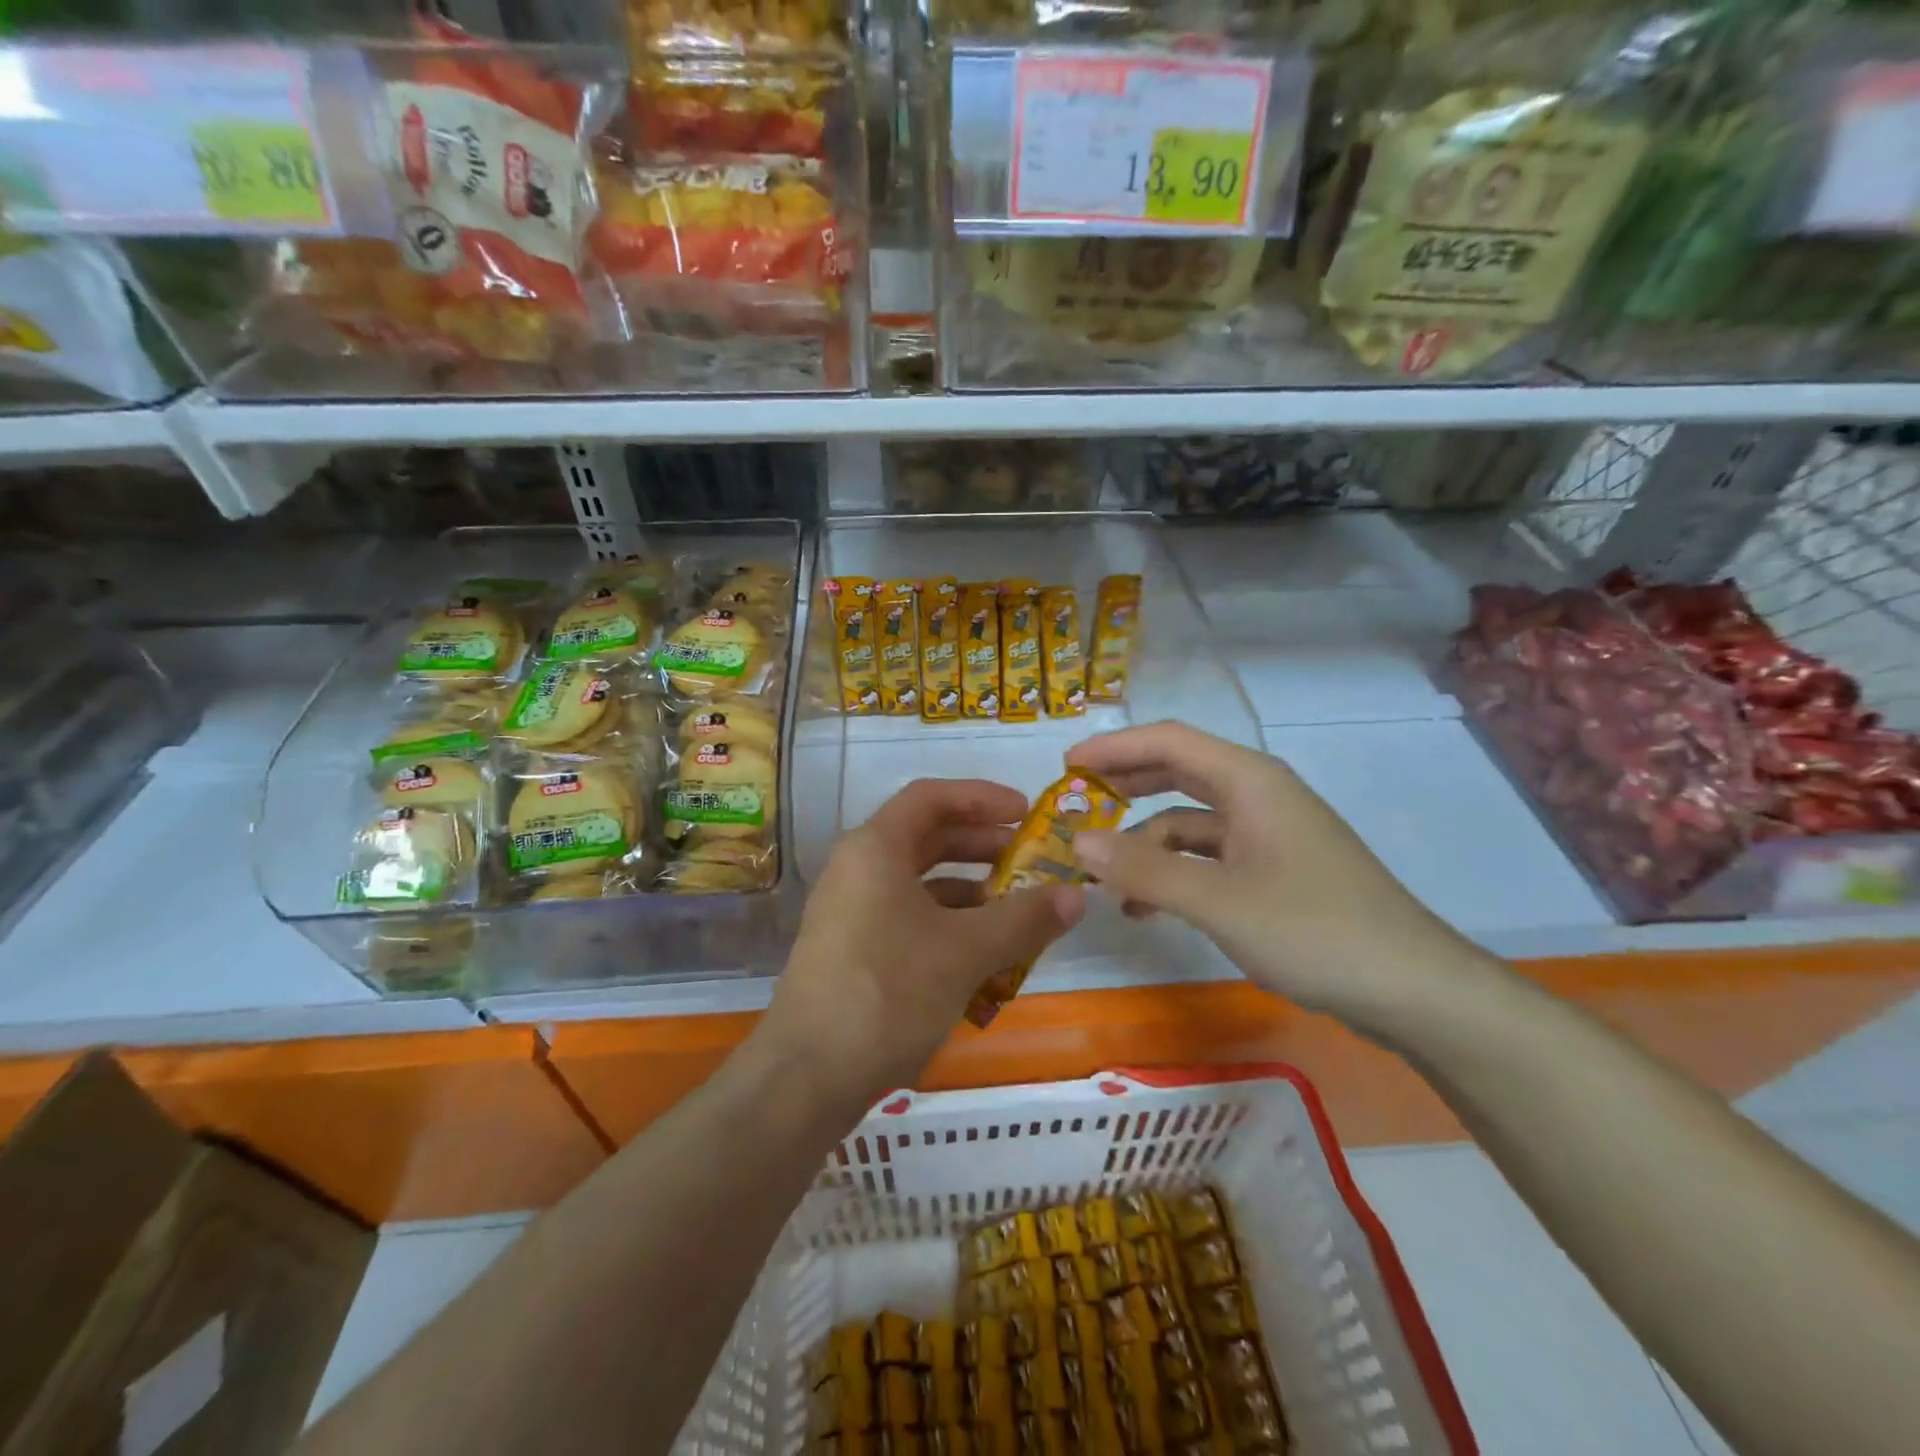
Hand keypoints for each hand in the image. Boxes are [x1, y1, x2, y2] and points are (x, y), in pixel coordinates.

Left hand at [762, 779, 1085, 1104]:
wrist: (807, 1076)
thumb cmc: (889, 992)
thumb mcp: (966, 951)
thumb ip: (1023, 919)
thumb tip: (1076, 895)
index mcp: (876, 848)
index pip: (931, 797)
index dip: (982, 797)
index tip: (1026, 813)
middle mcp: (858, 869)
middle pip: (927, 838)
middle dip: (982, 847)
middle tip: (1030, 862)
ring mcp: (851, 912)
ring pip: (920, 884)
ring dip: (970, 893)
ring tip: (1016, 915)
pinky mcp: (852, 951)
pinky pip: (908, 920)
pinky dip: (948, 928)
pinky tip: (983, 961)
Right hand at [1066, 722, 1500, 1036]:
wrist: (1414, 991)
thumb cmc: (1314, 930)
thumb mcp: (1217, 900)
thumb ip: (1143, 869)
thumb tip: (1076, 842)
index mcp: (1249, 780)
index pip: (1168, 741)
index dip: (1113, 748)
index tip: (1065, 766)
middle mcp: (1258, 795)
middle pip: (1177, 772)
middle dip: (1124, 787)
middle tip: (1074, 805)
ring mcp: (1269, 834)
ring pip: (1189, 821)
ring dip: (1144, 844)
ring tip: (1104, 880)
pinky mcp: (1275, 871)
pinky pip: (1209, 857)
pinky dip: (1173, 872)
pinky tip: (1147, 908)